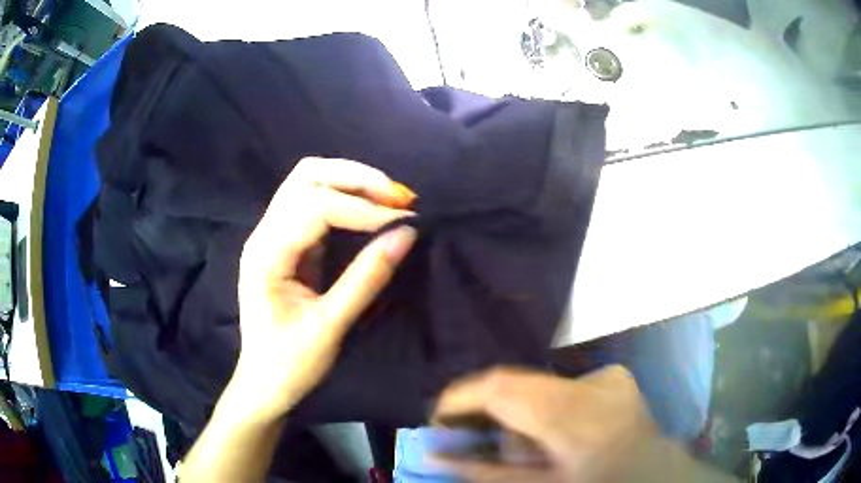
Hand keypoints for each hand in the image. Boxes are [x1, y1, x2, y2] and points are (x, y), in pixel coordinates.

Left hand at [232, 157, 416, 420]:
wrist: (264, 383)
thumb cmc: (290, 363)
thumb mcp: (330, 326)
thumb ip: (367, 277)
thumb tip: (407, 233)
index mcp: (266, 254)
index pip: (314, 207)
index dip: (362, 208)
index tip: (404, 219)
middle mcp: (265, 233)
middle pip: (307, 176)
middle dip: (355, 178)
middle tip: (399, 196)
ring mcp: (273, 235)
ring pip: (309, 182)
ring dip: (351, 182)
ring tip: (390, 198)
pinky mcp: (287, 243)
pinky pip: (315, 203)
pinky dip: (346, 198)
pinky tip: (371, 209)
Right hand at [431, 366, 657, 481]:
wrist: (655, 478)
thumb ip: (486, 472)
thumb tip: (437, 455)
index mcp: (574, 417)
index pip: (501, 387)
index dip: (461, 398)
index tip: (438, 420)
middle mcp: (592, 384)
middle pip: (515, 382)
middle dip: (486, 409)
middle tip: (471, 436)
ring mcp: (607, 376)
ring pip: (536, 385)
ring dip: (516, 412)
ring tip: (520, 444)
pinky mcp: (613, 376)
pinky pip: (560, 388)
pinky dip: (543, 409)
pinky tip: (553, 435)